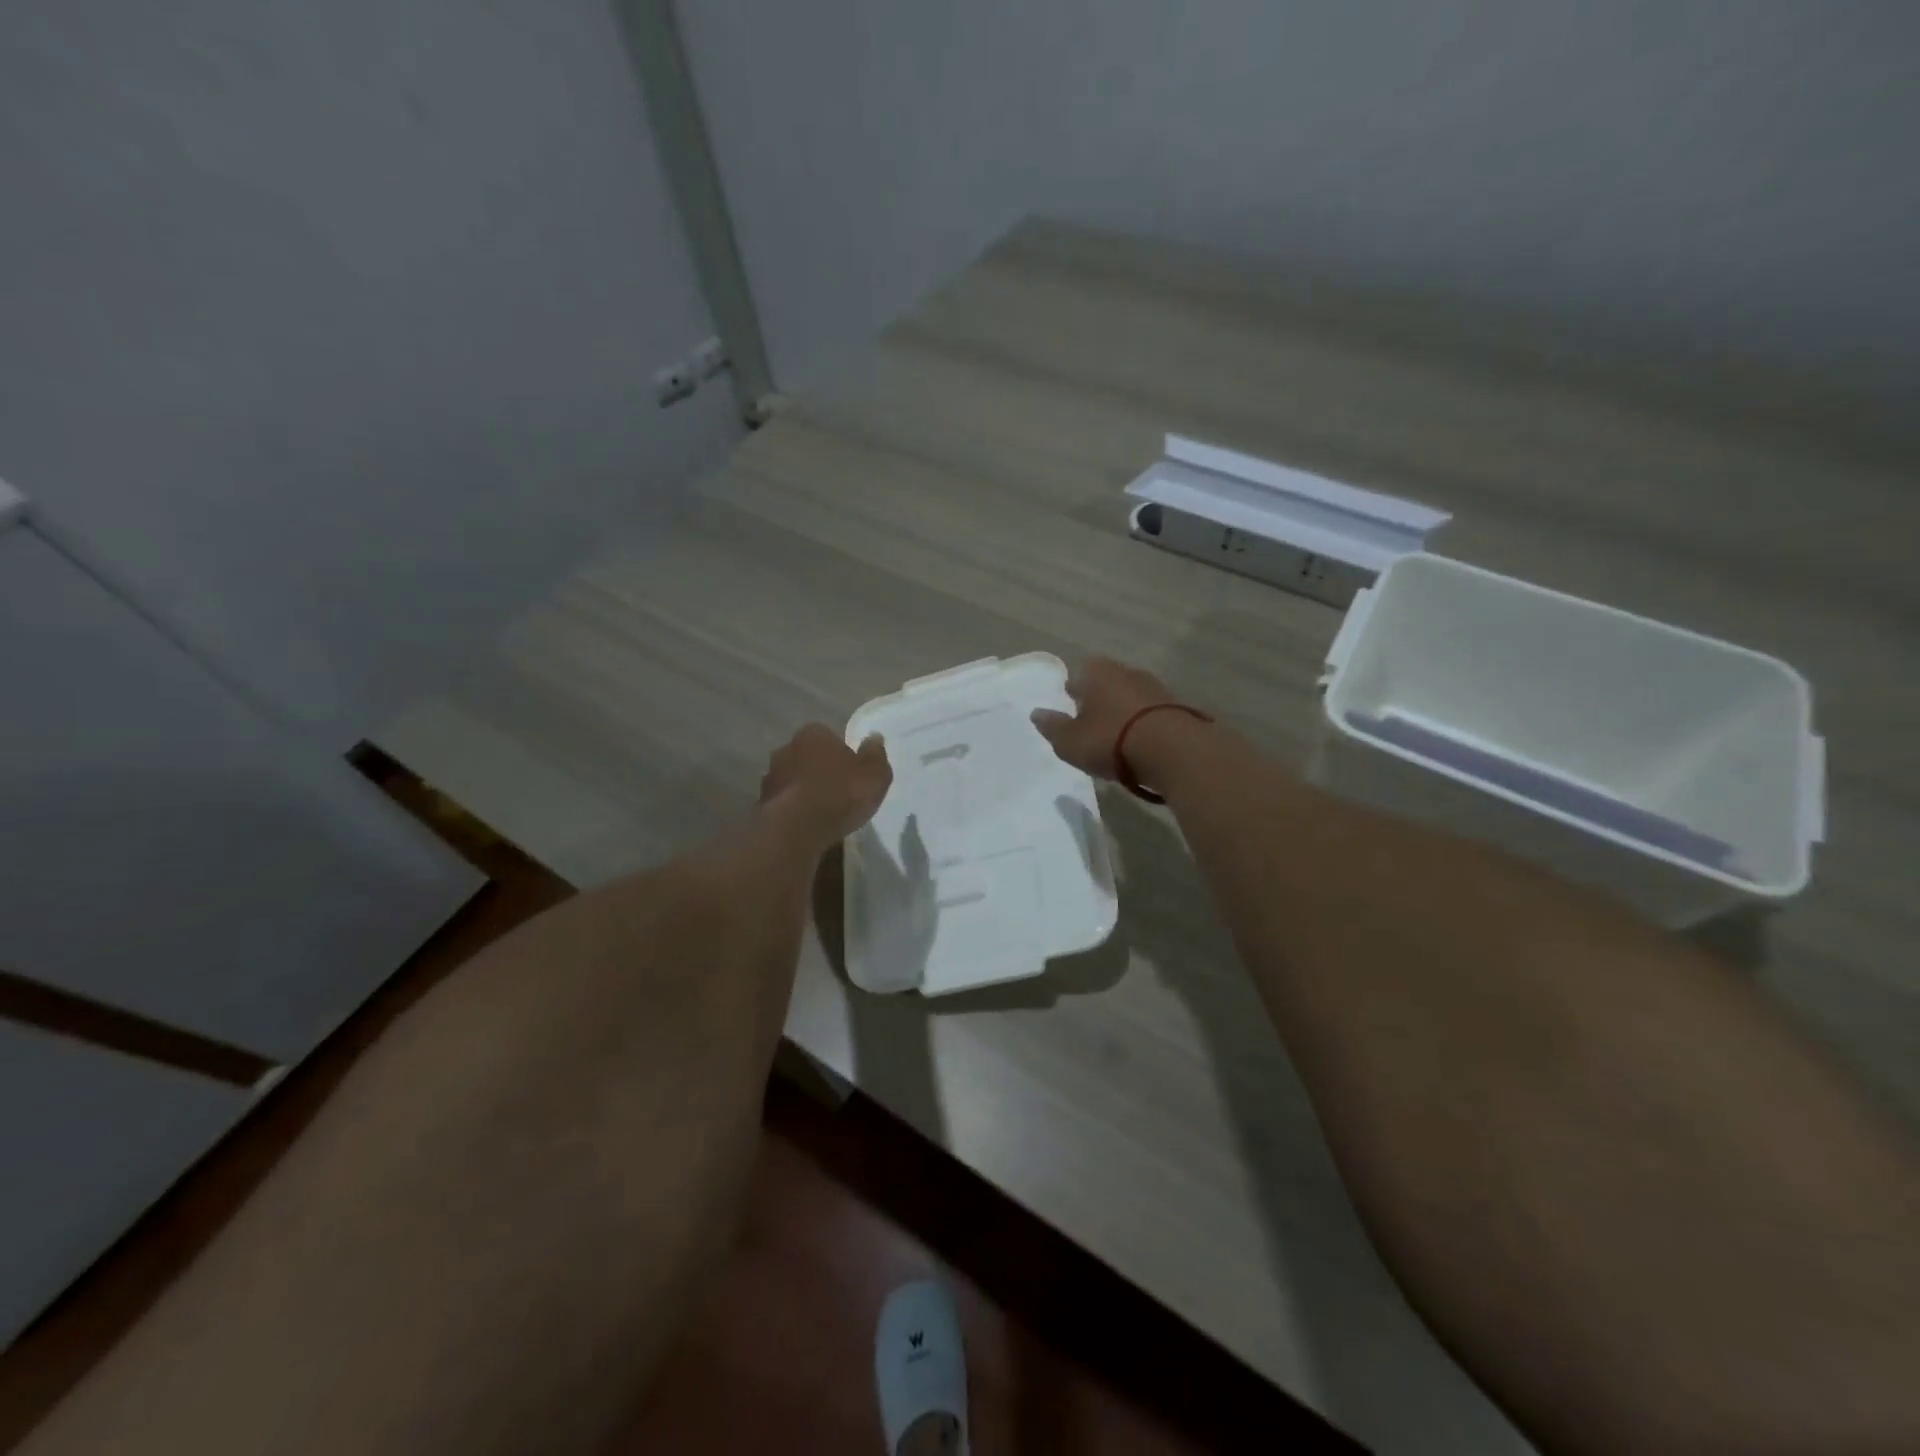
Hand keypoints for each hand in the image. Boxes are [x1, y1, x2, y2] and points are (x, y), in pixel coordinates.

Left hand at [759, 724, 892, 839]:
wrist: (797, 829)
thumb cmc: (841, 794)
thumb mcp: (874, 775)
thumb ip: (875, 755)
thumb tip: (874, 737)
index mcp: (813, 734)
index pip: (828, 737)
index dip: (840, 754)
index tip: (851, 773)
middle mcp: (786, 748)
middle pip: (807, 757)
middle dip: (819, 770)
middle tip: (837, 792)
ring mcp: (770, 777)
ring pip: (792, 780)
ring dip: (804, 791)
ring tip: (821, 812)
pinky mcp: (761, 804)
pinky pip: (783, 803)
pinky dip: (793, 810)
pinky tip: (806, 825)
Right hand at [1030, 657, 1181, 779]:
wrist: (1173, 750)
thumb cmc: (1111, 740)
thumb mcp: (1070, 741)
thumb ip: (1053, 727)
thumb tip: (1037, 713)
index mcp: (1098, 673)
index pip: (1081, 671)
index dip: (1075, 687)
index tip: (1070, 702)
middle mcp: (1128, 673)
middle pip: (1109, 680)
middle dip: (1100, 697)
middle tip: (1091, 718)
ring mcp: (1157, 688)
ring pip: (1132, 695)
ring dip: (1124, 710)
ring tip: (1116, 733)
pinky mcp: (1178, 708)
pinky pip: (1152, 712)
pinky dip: (1144, 723)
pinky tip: (1140, 741)